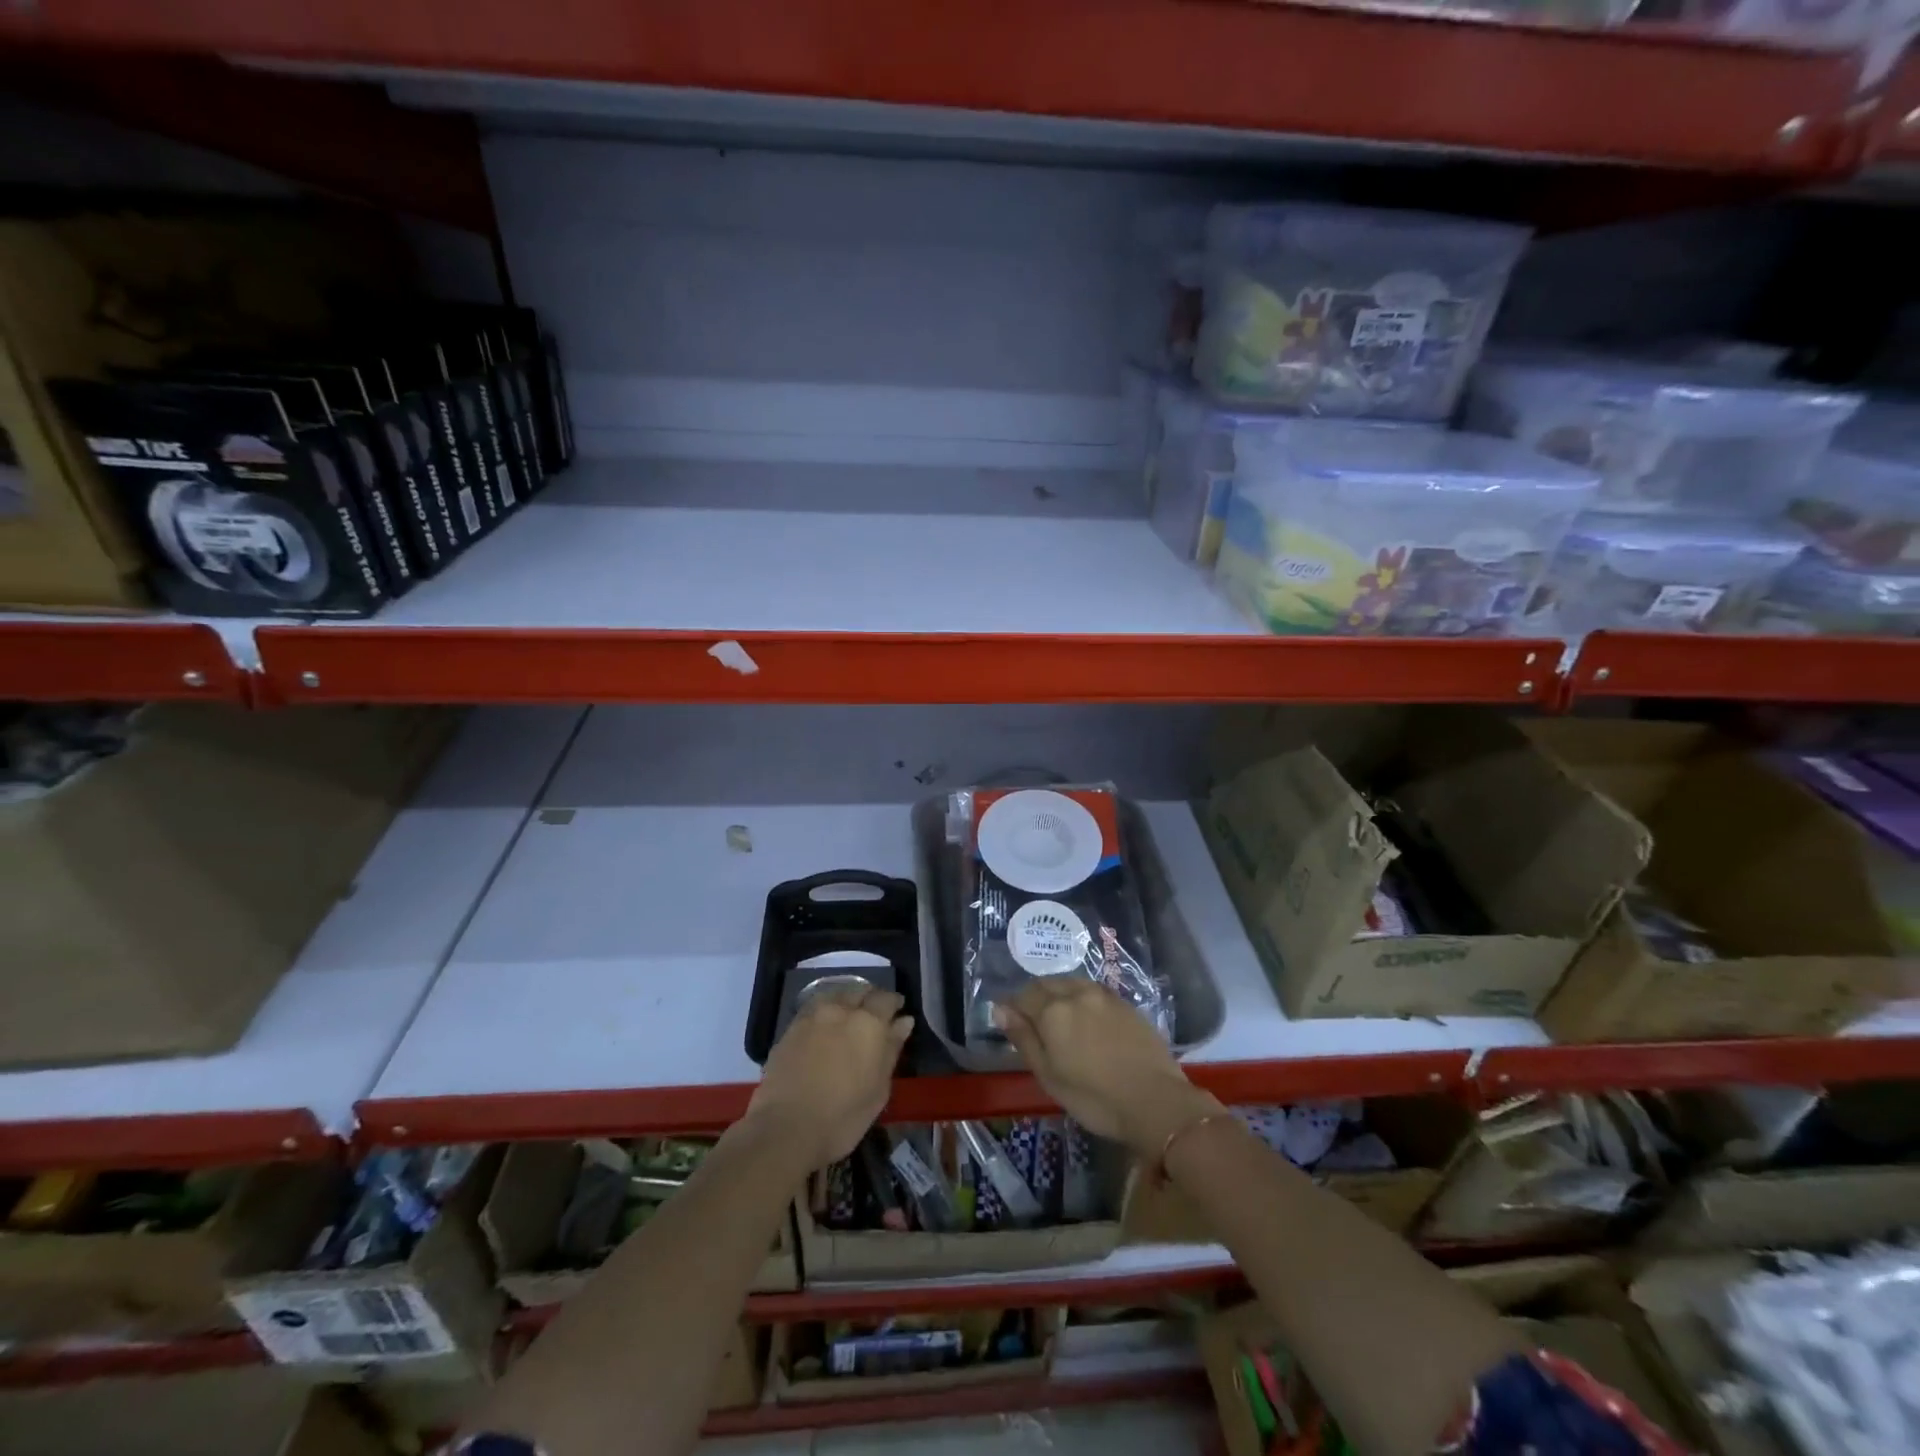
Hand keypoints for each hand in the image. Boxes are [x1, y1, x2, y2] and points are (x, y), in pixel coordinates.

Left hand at [746, 984, 912, 1170]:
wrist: (786, 1129)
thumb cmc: (843, 1117)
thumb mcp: (879, 1089)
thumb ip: (892, 1049)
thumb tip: (904, 1022)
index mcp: (869, 1023)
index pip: (886, 999)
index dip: (894, 1003)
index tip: (898, 1012)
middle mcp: (842, 1010)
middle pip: (860, 991)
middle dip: (870, 998)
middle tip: (874, 1014)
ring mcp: (813, 1016)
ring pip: (836, 994)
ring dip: (847, 1000)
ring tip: (849, 1016)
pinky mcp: (791, 1027)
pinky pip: (814, 1007)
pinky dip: (825, 1010)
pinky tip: (825, 1025)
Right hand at [993, 979, 1220, 1156]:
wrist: (1155, 1101)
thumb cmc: (1094, 1098)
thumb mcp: (1049, 1076)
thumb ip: (1023, 1038)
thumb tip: (1000, 1009)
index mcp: (1052, 1010)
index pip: (1022, 997)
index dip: (1012, 1008)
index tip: (1010, 1022)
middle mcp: (1076, 993)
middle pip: (1046, 984)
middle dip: (1035, 997)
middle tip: (1034, 1022)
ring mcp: (1104, 995)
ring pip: (1071, 983)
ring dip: (1059, 994)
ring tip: (1060, 1018)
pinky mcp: (1125, 1003)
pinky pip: (1093, 991)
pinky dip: (1082, 999)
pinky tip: (1087, 1019)